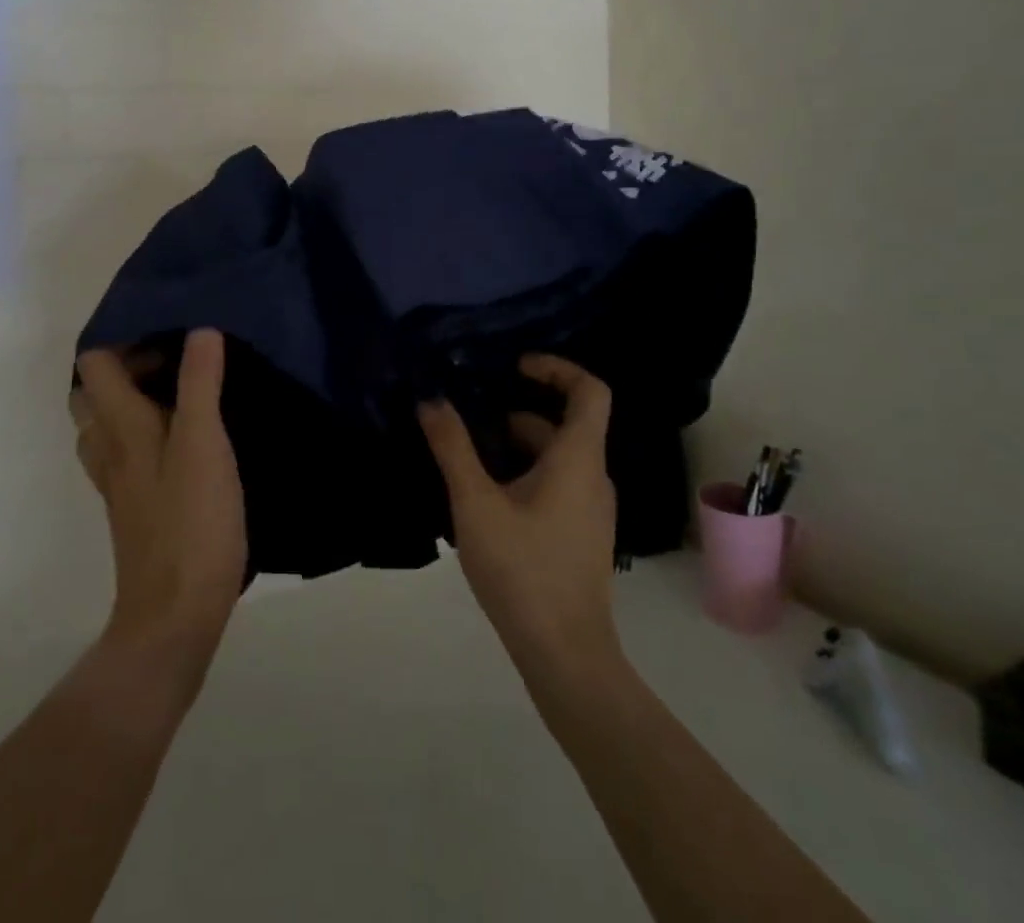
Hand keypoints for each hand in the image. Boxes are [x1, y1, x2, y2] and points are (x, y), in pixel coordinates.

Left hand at [72, 330, 246, 687]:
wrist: (174, 615)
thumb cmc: (191, 522)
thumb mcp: (203, 443)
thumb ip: (200, 384)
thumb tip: (200, 330)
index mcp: (119, 427)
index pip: (94, 363)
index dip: (122, 338)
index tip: (167, 330)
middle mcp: (108, 448)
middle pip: (93, 392)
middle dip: (126, 366)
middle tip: (175, 360)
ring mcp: (117, 481)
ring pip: (106, 425)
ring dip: (133, 400)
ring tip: (181, 394)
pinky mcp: (132, 506)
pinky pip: (125, 453)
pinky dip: (143, 433)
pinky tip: (185, 440)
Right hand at [419, 355, 621, 681]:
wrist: (564, 655)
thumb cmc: (522, 569)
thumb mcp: (475, 503)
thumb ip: (452, 447)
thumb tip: (430, 399)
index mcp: (578, 459)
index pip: (590, 390)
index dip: (557, 367)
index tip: (515, 366)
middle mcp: (593, 477)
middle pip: (565, 423)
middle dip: (517, 411)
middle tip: (470, 414)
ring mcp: (590, 509)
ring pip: (556, 457)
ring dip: (515, 446)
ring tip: (466, 455)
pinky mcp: (580, 534)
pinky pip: (556, 484)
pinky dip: (523, 473)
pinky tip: (483, 497)